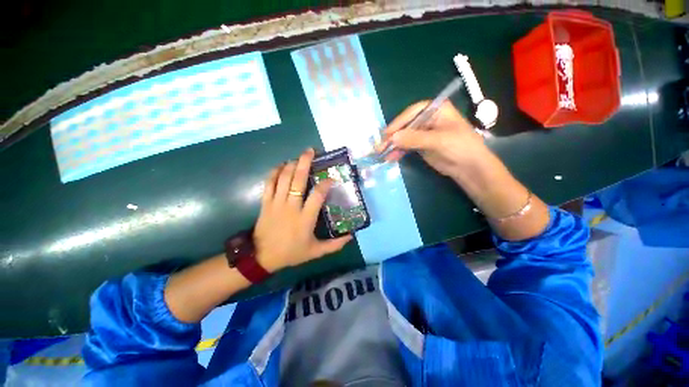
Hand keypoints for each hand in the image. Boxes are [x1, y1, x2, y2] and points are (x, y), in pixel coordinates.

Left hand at [254, 148, 352, 271]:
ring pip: (283, 178)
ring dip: (291, 165)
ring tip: (299, 157)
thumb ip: (334, 245)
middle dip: (305, 163)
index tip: (332, 178)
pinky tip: (281, 165)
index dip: (326, 184)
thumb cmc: (291, 253)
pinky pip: (269, 183)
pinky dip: (274, 172)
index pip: (317, 196)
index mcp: (305, 218)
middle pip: (298, 180)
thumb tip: (351, 237)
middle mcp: (291, 207)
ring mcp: (276, 203)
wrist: (262, 257)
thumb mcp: (315, 252)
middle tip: (310, 151)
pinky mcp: (265, 203)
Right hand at [376, 101, 488, 178]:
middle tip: (381, 146)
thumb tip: (392, 138)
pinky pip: (405, 146)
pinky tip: (390, 157)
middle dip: (393, 136)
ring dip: (393, 145)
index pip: (412, 112)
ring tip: (382, 154)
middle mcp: (427, 119)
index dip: (398, 122)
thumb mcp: (438, 140)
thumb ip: (414, 138)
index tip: (387, 134)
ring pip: (404, 136)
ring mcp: (423, 133)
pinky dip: (398, 151)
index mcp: (436, 110)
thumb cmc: (460, 147)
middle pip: (405, 124)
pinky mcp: (420, 145)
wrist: (469, 167)